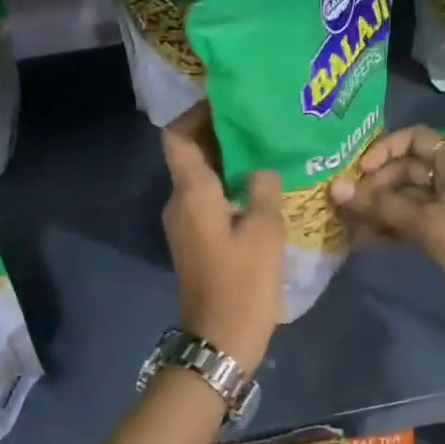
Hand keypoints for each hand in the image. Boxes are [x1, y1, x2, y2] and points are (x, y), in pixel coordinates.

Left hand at [160, 105, 284, 371]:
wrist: (218, 343)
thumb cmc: (241, 284)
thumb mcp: (263, 232)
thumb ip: (262, 189)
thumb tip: (260, 167)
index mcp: (191, 192)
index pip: (177, 136)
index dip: (196, 113)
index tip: (227, 100)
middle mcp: (179, 202)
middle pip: (191, 153)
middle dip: (221, 134)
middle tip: (260, 120)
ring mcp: (185, 224)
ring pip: (202, 178)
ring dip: (229, 161)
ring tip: (267, 149)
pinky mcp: (196, 242)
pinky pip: (209, 200)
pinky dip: (230, 187)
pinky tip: (262, 188)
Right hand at [330, 124, 444, 332]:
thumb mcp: (425, 222)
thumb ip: (380, 204)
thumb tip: (335, 187)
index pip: (414, 137)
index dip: (384, 149)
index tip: (360, 171)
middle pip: (406, 168)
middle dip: (375, 184)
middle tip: (348, 203)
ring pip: (407, 196)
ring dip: (379, 208)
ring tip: (348, 224)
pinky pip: (413, 219)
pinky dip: (392, 226)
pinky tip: (364, 240)